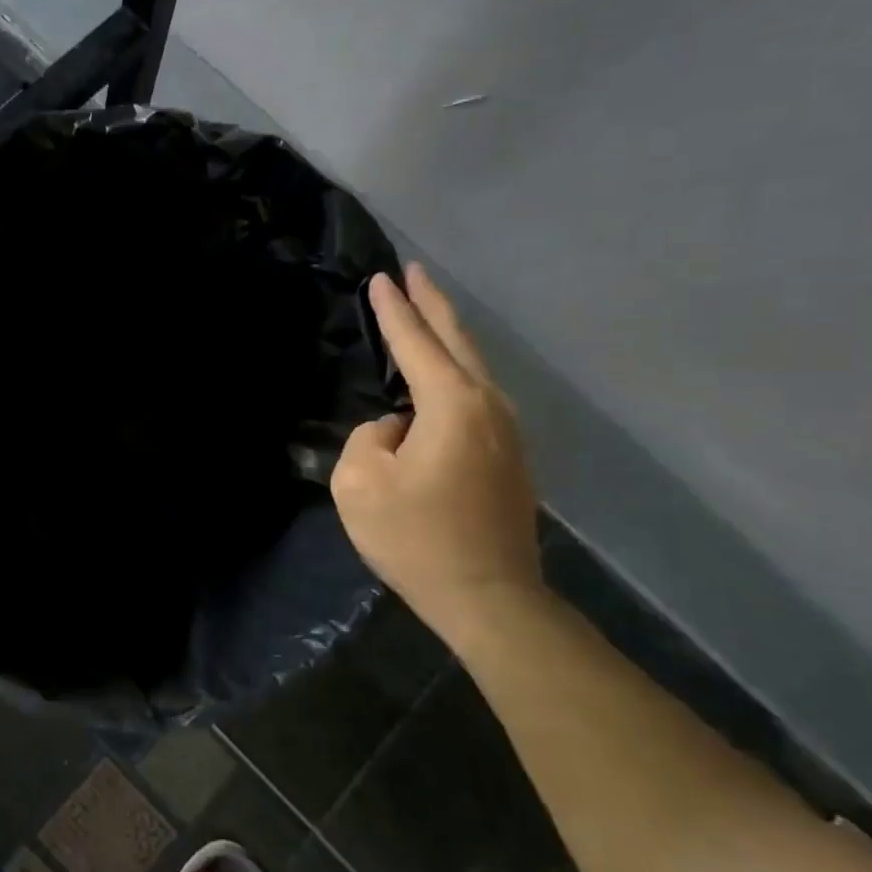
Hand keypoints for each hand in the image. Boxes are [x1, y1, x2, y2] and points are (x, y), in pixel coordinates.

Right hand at [330, 263, 541, 637]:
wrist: (490, 600)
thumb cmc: (418, 539)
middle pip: (457, 340)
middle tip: (415, 272)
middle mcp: (489, 406)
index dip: (393, 310)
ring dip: (447, 336)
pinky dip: (455, 369)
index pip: (415, 343)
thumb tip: (396, 429)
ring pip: (473, 367)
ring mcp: (507, 433)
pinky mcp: (510, 457)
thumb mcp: (361, 483)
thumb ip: (370, 437)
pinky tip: (440, 375)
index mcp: (453, 404)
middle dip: (433, 303)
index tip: (380, 278)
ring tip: (426, 314)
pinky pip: (476, 395)